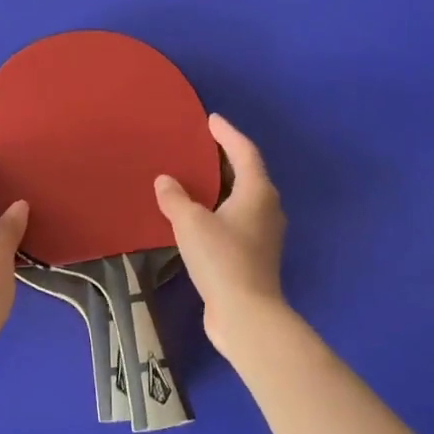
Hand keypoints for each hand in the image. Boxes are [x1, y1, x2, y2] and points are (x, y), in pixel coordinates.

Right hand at [154, 114, 287, 353]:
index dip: (227, 134)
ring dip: (222, 186)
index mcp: (257, 192)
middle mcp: (267, 208)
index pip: (244, 152)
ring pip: (243, 198)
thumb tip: (165, 181)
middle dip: (225, 158)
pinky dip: (220, 209)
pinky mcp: (255, 255)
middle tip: (200, 147)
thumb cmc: (221, 259)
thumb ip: (175, 198)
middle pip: (247, 173)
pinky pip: (237, 219)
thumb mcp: (190, 223)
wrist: (246, 313)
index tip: (211, 120)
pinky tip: (200, 216)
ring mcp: (264, 234)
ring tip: (197, 179)